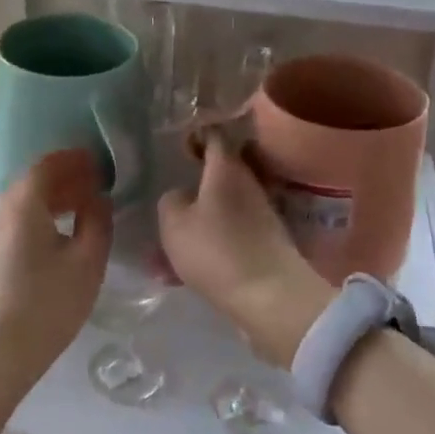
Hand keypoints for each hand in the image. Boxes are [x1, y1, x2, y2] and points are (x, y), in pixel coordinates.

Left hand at [0, 149, 113, 409]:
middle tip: (100, 183)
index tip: (102, 160)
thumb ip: (97, 223)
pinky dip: (41, 216)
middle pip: (34, 181)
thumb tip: (97, 199)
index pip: (49, 164)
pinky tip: (60, 235)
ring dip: (54, 198)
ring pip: (24, 202)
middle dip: (67, 178)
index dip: (76, 159)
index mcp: (22, 203)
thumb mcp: (86, 265)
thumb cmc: (44, 307)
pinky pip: (16, 221)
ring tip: (85, 208)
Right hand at [158, 133, 332, 367]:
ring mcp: (260, 215)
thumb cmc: (217, 250)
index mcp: (226, 169)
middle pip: (218, 175)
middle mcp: (248, 185)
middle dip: (193, 186)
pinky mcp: (265, 244)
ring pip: (219, 211)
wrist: (271, 298)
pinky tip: (181, 274)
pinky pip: (227, 237)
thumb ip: (171, 200)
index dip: (196, 135)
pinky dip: (206, 248)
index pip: (214, 135)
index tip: (179, 145)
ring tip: (163, 255)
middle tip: (169, 199)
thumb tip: (181, 195)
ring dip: (195, 225)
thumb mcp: (174, 223)